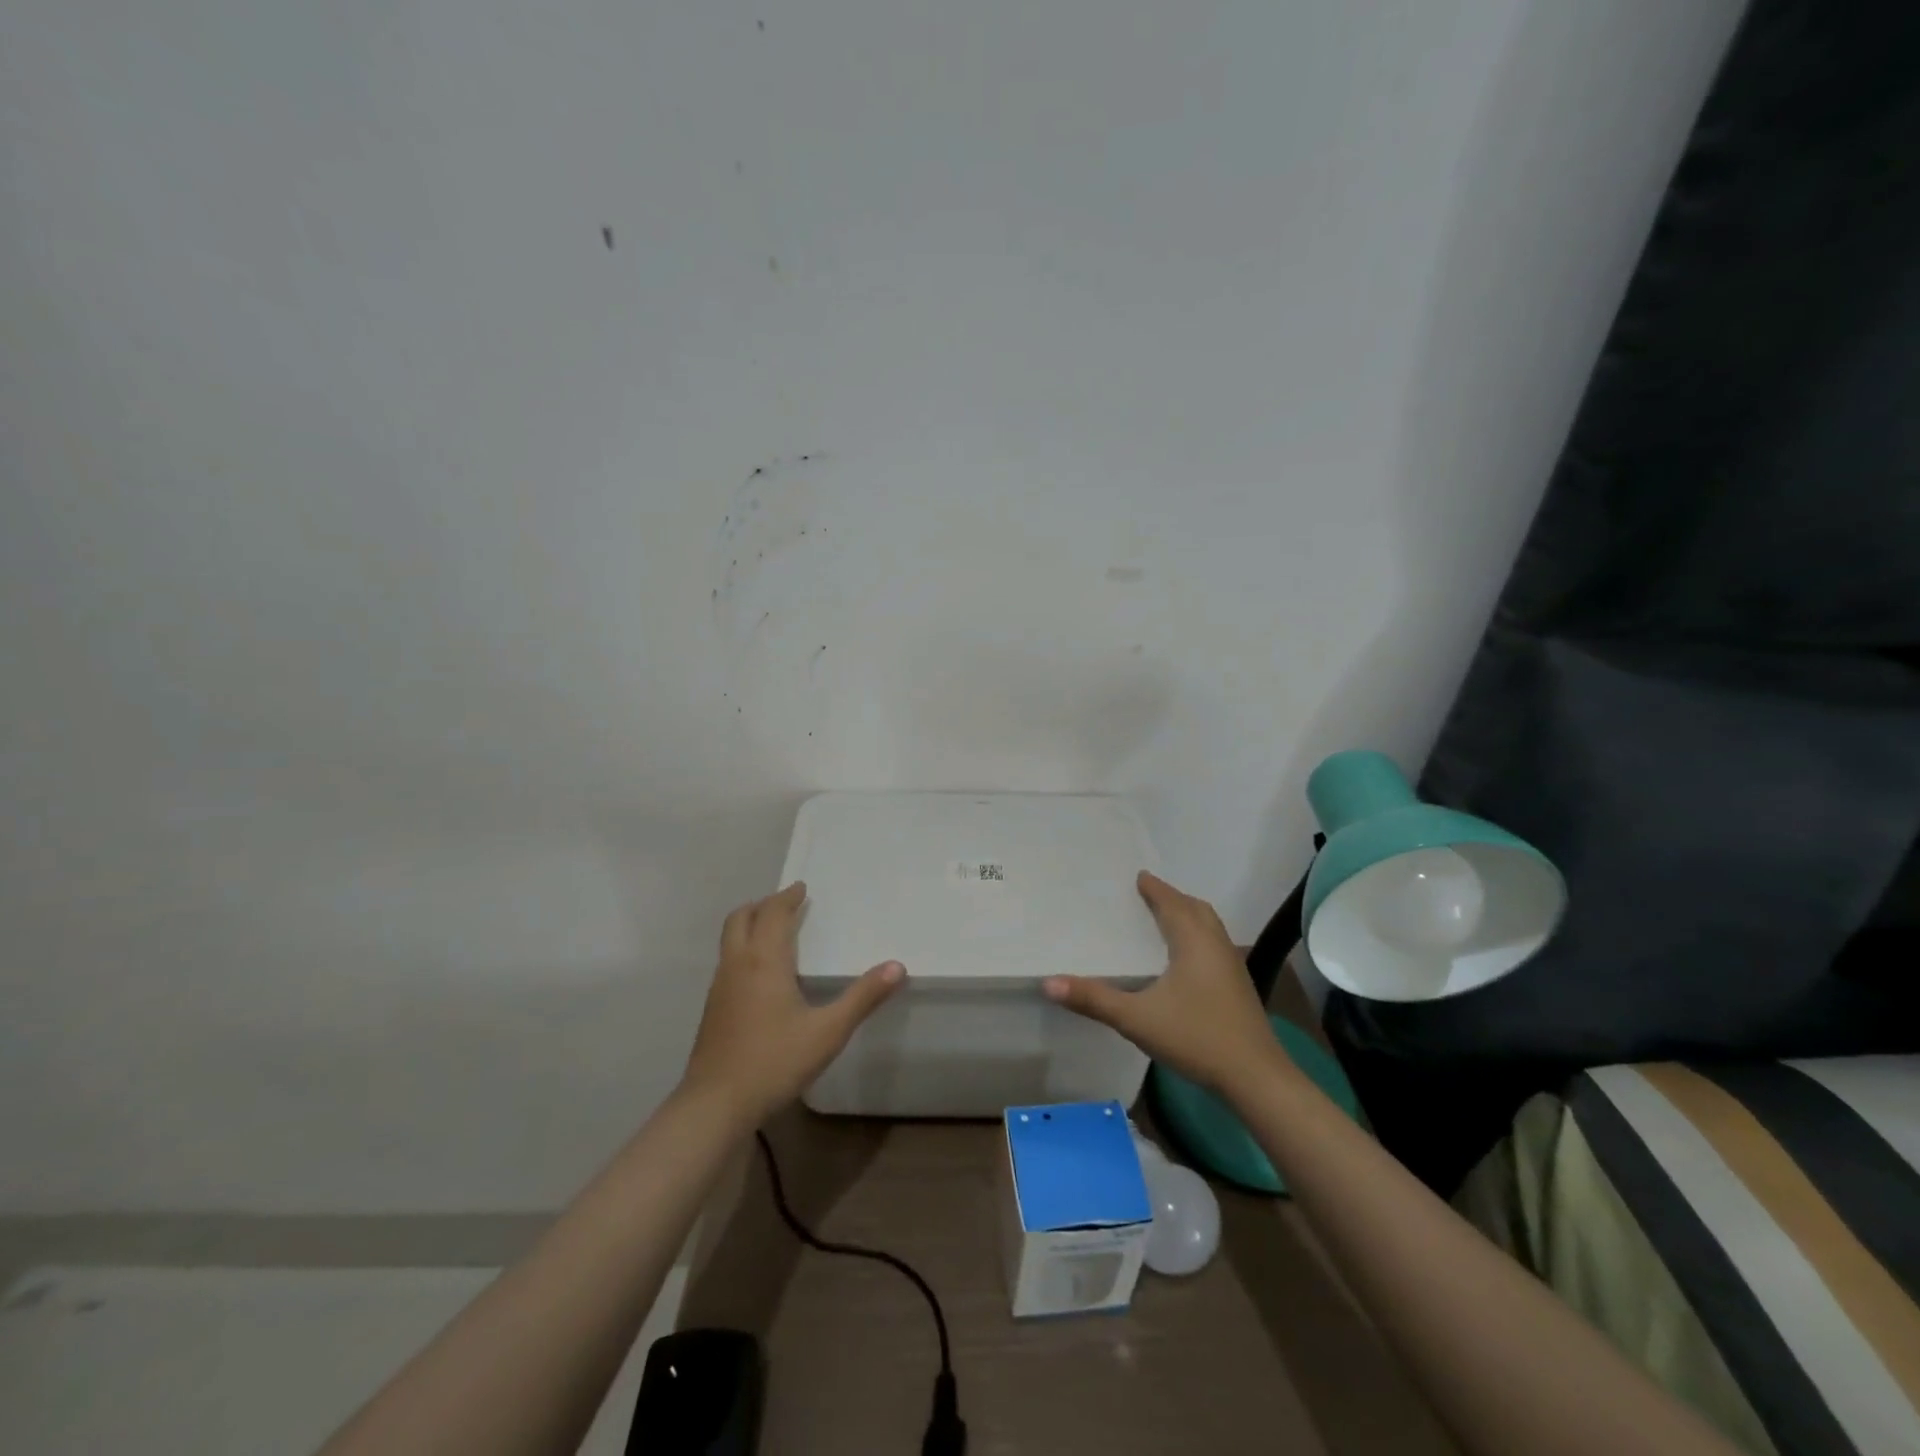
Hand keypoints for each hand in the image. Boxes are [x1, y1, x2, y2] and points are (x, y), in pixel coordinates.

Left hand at [681, 882, 904, 1125]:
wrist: (715, 1105)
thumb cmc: (774, 1061)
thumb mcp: (828, 1031)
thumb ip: (863, 997)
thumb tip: (897, 966)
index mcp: (764, 960)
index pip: (773, 913)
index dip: (787, 897)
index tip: (802, 888)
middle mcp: (737, 964)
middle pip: (741, 918)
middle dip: (763, 905)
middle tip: (786, 904)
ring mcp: (720, 987)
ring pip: (730, 940)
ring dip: (750, 925)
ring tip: (774, 931)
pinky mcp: (712, 1009)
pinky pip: (727, 961)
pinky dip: (743, 949)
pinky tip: (760, 974)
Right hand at [1044, 871, 1285, 1099]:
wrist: (1255, 1078)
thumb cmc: (1196, 1037)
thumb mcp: (1136, 1018)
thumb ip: (1093, 999)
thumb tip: (1048, 982)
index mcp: (1193, 942)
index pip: (1172, 903)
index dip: (1155, 889)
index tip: (1139, 876)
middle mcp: (1216, 946)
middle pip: (1196, 909)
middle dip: (1173, 899)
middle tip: (1149, 895)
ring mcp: (1232, 967)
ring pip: (1210, 928)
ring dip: (1188, 917)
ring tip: (1166, 921)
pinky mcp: (1238, 988)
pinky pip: (1215, 946)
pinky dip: (1198, 937)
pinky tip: (1185, 961)